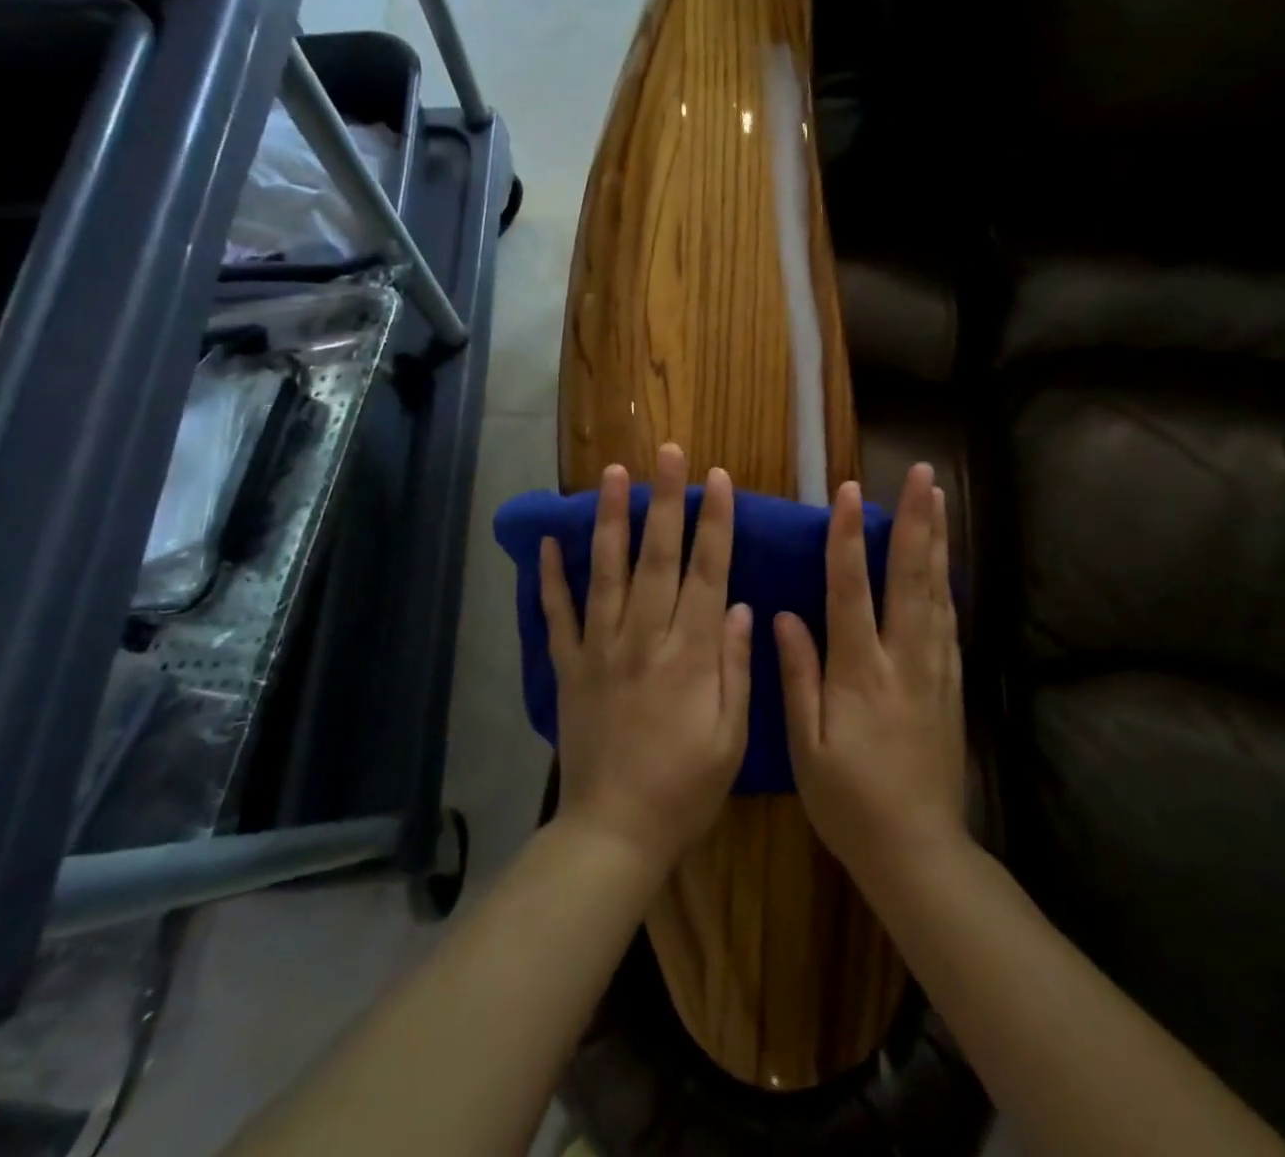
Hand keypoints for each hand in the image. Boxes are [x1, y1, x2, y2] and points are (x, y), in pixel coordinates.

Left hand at [541, 444, 751, 874]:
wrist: (614, 832)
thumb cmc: (685, 789)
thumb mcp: (731, 737)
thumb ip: (735, 667)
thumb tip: (738, 606)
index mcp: (689, 655)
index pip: (706, 573)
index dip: (713, 522)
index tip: (717, 478)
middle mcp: (643, 639)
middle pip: (655, 557)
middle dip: (663, 500)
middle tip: (666, 452)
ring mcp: (600, 650)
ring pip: (605, 572)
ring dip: (609, 520)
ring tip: (611, 474)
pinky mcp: (569, 668)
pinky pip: (557, 616)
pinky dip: (550, 579)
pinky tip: (547, 542)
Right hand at [776, 465, 965, 886]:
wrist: (919, 851)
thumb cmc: (849, 802)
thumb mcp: (806, 746)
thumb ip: (798, 676)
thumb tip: (785, 616)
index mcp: (860, 673)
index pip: (852, 591)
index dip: (849, 539)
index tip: (850, 493)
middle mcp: (903, 660)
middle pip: (911, 578)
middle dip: (916, 521)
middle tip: (923, 474)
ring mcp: (934, 670)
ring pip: (937, 592)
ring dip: (937, 541)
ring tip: (939, 499)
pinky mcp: (951, 685)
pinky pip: (949, 622)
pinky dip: (946, 582)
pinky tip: (945, 563)